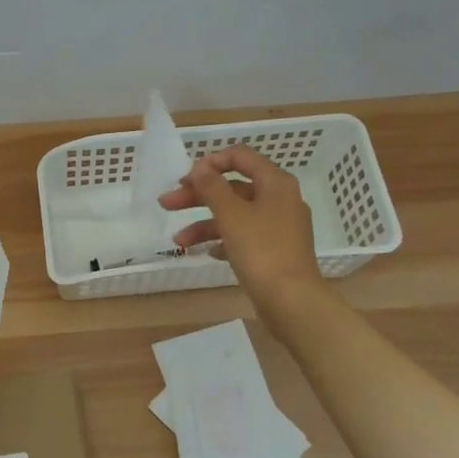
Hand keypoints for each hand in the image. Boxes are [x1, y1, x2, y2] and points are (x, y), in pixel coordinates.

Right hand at [159, 145, 319, 310]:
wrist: (291, 300)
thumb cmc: (261, 250)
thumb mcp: (231, 215)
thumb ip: (212, 187)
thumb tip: (200, 167)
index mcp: (275, 183)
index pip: (240, 157)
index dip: (210, 163)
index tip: (185, 178)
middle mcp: (280, 199)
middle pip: (233, 188)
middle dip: (198, 196)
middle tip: (167, 204)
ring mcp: (279, 227)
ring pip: (235, 215)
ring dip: (204, 224)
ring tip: (179, 241)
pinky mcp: (275, 251)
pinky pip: (244, 236)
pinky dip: (224, 240)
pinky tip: (208, 253)